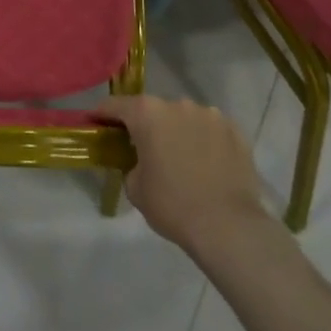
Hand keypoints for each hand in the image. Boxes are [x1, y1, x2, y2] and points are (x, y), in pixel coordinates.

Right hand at [98, 97, 273, 257]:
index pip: (115, 105)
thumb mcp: (135, 188)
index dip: (102, 114)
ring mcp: (210, 114)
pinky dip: (204, 140)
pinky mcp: (234, 130)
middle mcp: (178, 104)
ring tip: (182, 158)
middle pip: (154, 110)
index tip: (96, 123)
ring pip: (185, 118)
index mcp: (148, 114)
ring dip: (178, 131)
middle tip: (144, 148)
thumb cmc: (172, 205)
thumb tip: (140, 162)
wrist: (227, 225)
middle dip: (147, 125)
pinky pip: (211, 130)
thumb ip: (131, 164)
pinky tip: (206, 163)